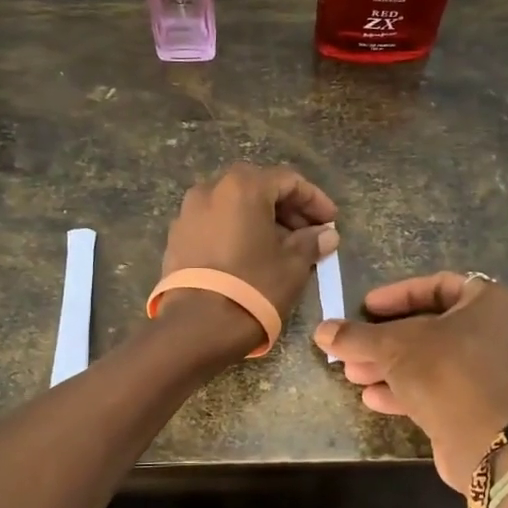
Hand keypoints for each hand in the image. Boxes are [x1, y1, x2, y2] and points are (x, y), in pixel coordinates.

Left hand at [157, 163, 339, 359]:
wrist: (196, 326)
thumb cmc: (253, 287)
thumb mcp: (292, 265)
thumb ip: (311, 242)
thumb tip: (326, 234)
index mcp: (243, 186)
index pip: (288, 181)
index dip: (315, 200)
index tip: (331, 222)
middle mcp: (210, 189)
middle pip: (258, 188)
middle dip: (287, 209)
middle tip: (308, 234)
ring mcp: (188, 213)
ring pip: (233, 206)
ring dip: (261, 220)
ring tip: (282, 247)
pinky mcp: (176, 237)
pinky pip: (214, 224)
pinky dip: (236, 231)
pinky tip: (251, 256)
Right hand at [314, 272, 507, 488]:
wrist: (487, 443)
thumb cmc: (446, 372)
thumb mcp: (393, 347)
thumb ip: (356, 336)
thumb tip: (321, 330)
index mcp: (492, 303)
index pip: (439, 286)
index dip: (397, 295)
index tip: (366, 308)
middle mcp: (502, 334)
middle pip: (433, 328)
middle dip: (386, 340)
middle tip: (354, 347)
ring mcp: (496, 374)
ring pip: (435, 361)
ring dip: (391, 367)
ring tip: (353, 375)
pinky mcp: (486, 408)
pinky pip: (444, 388)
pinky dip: (409, 390)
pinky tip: (373, 399)